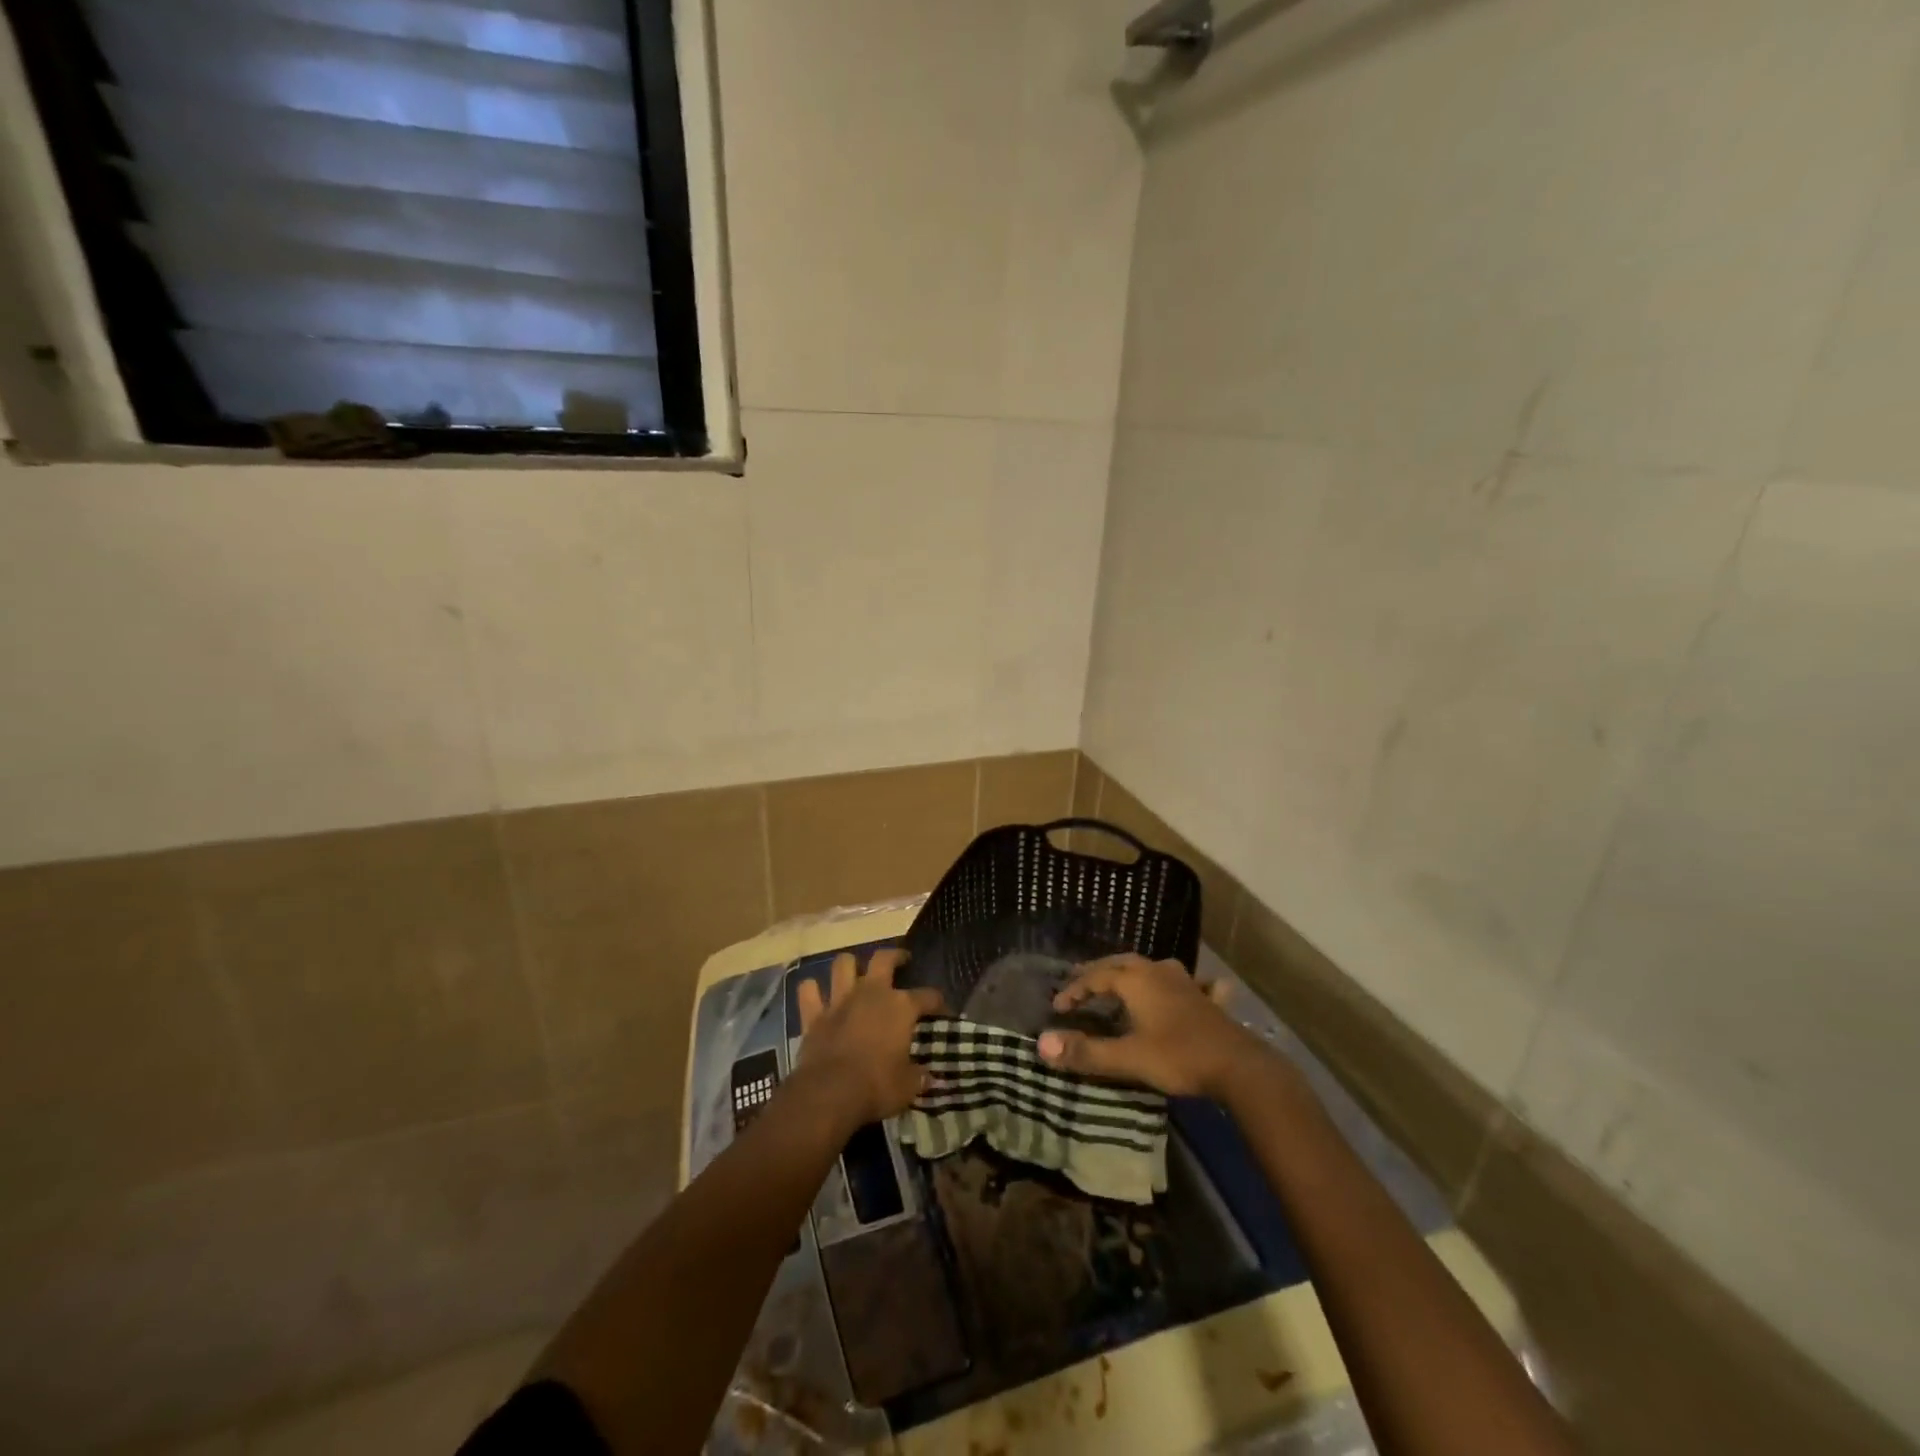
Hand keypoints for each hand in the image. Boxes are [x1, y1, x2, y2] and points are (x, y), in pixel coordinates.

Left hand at [795, 947, 944, 1130]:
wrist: (830, 1093)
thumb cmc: (877, 1086)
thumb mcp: (908, 1086)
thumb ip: (919, 1076)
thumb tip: (930, 1077)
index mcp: (901, 1007)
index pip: (928, 996)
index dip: (938, 1002)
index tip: (943, 1010)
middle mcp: (871, 993)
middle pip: (884, 959)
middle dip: (895, 956)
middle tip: (901, 961)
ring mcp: (840, 1000)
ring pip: (843, 964)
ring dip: (849, 966)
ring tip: (856, 972)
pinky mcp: (813, 1015)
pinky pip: (808, 991)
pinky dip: (812, 990)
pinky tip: (816, 994)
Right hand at [1037, 954, 1266, 1097]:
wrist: (1239, 1067)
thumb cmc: (1178, 1057)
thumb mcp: (1128, 1058)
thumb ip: (1086, 1052)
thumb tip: (1042, 1044)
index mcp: (1137, 980)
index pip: (1096, 976)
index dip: (1075, 989)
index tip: (1058, 1006)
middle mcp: (1159, 972)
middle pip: (1123, 963)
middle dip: (1100, 972)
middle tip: (1082, 983)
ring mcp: (1187, 983)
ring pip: (1154, 968)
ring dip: (1134, 973)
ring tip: (1123, 982)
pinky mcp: (1208, 1000)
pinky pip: (1192, 982)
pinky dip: (1181, 983)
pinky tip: (1192, 987)